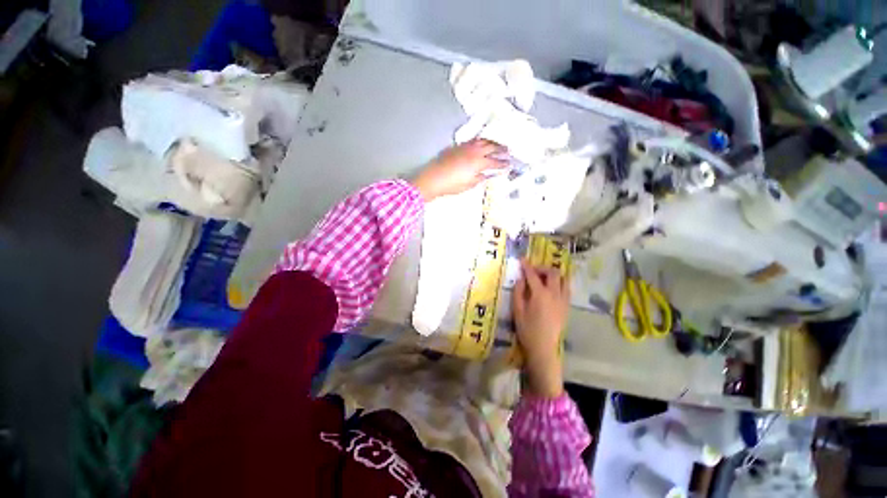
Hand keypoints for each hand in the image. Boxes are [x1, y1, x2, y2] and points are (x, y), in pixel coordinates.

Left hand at [411, 139, 507, 201]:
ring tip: (498, 145)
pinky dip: (482, 141)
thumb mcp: (469, 184)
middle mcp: (475, 152)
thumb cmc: (452, 185)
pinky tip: (482, 143)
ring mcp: (466, 147)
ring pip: (483, 141)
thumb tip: (487, 175)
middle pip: (492, 148)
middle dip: (502, 149)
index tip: (509, 164)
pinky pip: (474, 140)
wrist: (434, 178)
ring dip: (493, 143)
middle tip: (508, 151)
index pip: (495, 162)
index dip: (503, 163)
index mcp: (479, 163)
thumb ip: (480, 178)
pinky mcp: (459, 146)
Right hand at [512, 259, 570, 397]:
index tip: (522, 259)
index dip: (527, 265)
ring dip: (553, 274)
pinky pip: (566, 288)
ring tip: (543, 278)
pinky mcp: (567, 306)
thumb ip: (518, 292)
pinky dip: (559, 283)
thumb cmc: (527, 330)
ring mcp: (563, 300)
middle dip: (542, 268)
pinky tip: (551, 288)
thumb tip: (521, 279)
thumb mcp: (517, 310)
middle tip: (532, 271)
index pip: (533, 275)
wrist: (543, 348)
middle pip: (552, 273)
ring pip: (563, 279)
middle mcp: (554, 294)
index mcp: (540, 295)